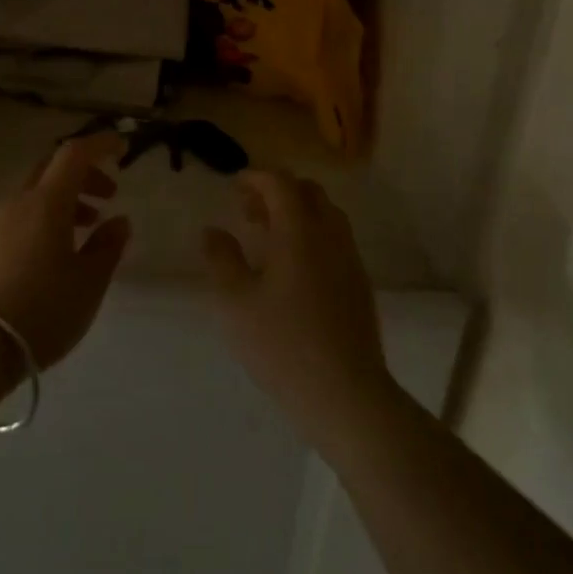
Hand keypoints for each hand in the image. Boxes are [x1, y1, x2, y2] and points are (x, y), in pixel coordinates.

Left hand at [0, 133, 131, 369]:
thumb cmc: (39, 311)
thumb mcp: (87, 285)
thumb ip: (107, 247)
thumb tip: (119, 221)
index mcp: (46, 202)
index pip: (74, 153)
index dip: (100, 144)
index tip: (121, 148)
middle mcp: (14, 201)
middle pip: (50, 169)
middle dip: (82, 176)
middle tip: (106, 197)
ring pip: (29, 195)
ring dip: (59, 203)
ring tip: (80, 233)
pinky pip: (11, 219)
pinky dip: (35, 222)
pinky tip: (42, 257)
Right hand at [204, 170, 394, 451]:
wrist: (347, 396)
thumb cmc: (283, 344)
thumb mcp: (235, 302)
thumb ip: (221, 259)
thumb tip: (212, 231)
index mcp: (299, 230)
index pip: (281, 183)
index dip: (256, 177)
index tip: (235, 186)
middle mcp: (330, 235)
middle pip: (309, 192)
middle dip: (278, 192)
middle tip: (249, 211)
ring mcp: (350, 260)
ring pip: (327, 215)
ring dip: (297, 213)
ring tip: (268, 239)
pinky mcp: (360, 286)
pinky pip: (336, 241)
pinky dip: (313, 236)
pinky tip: (293, 270)